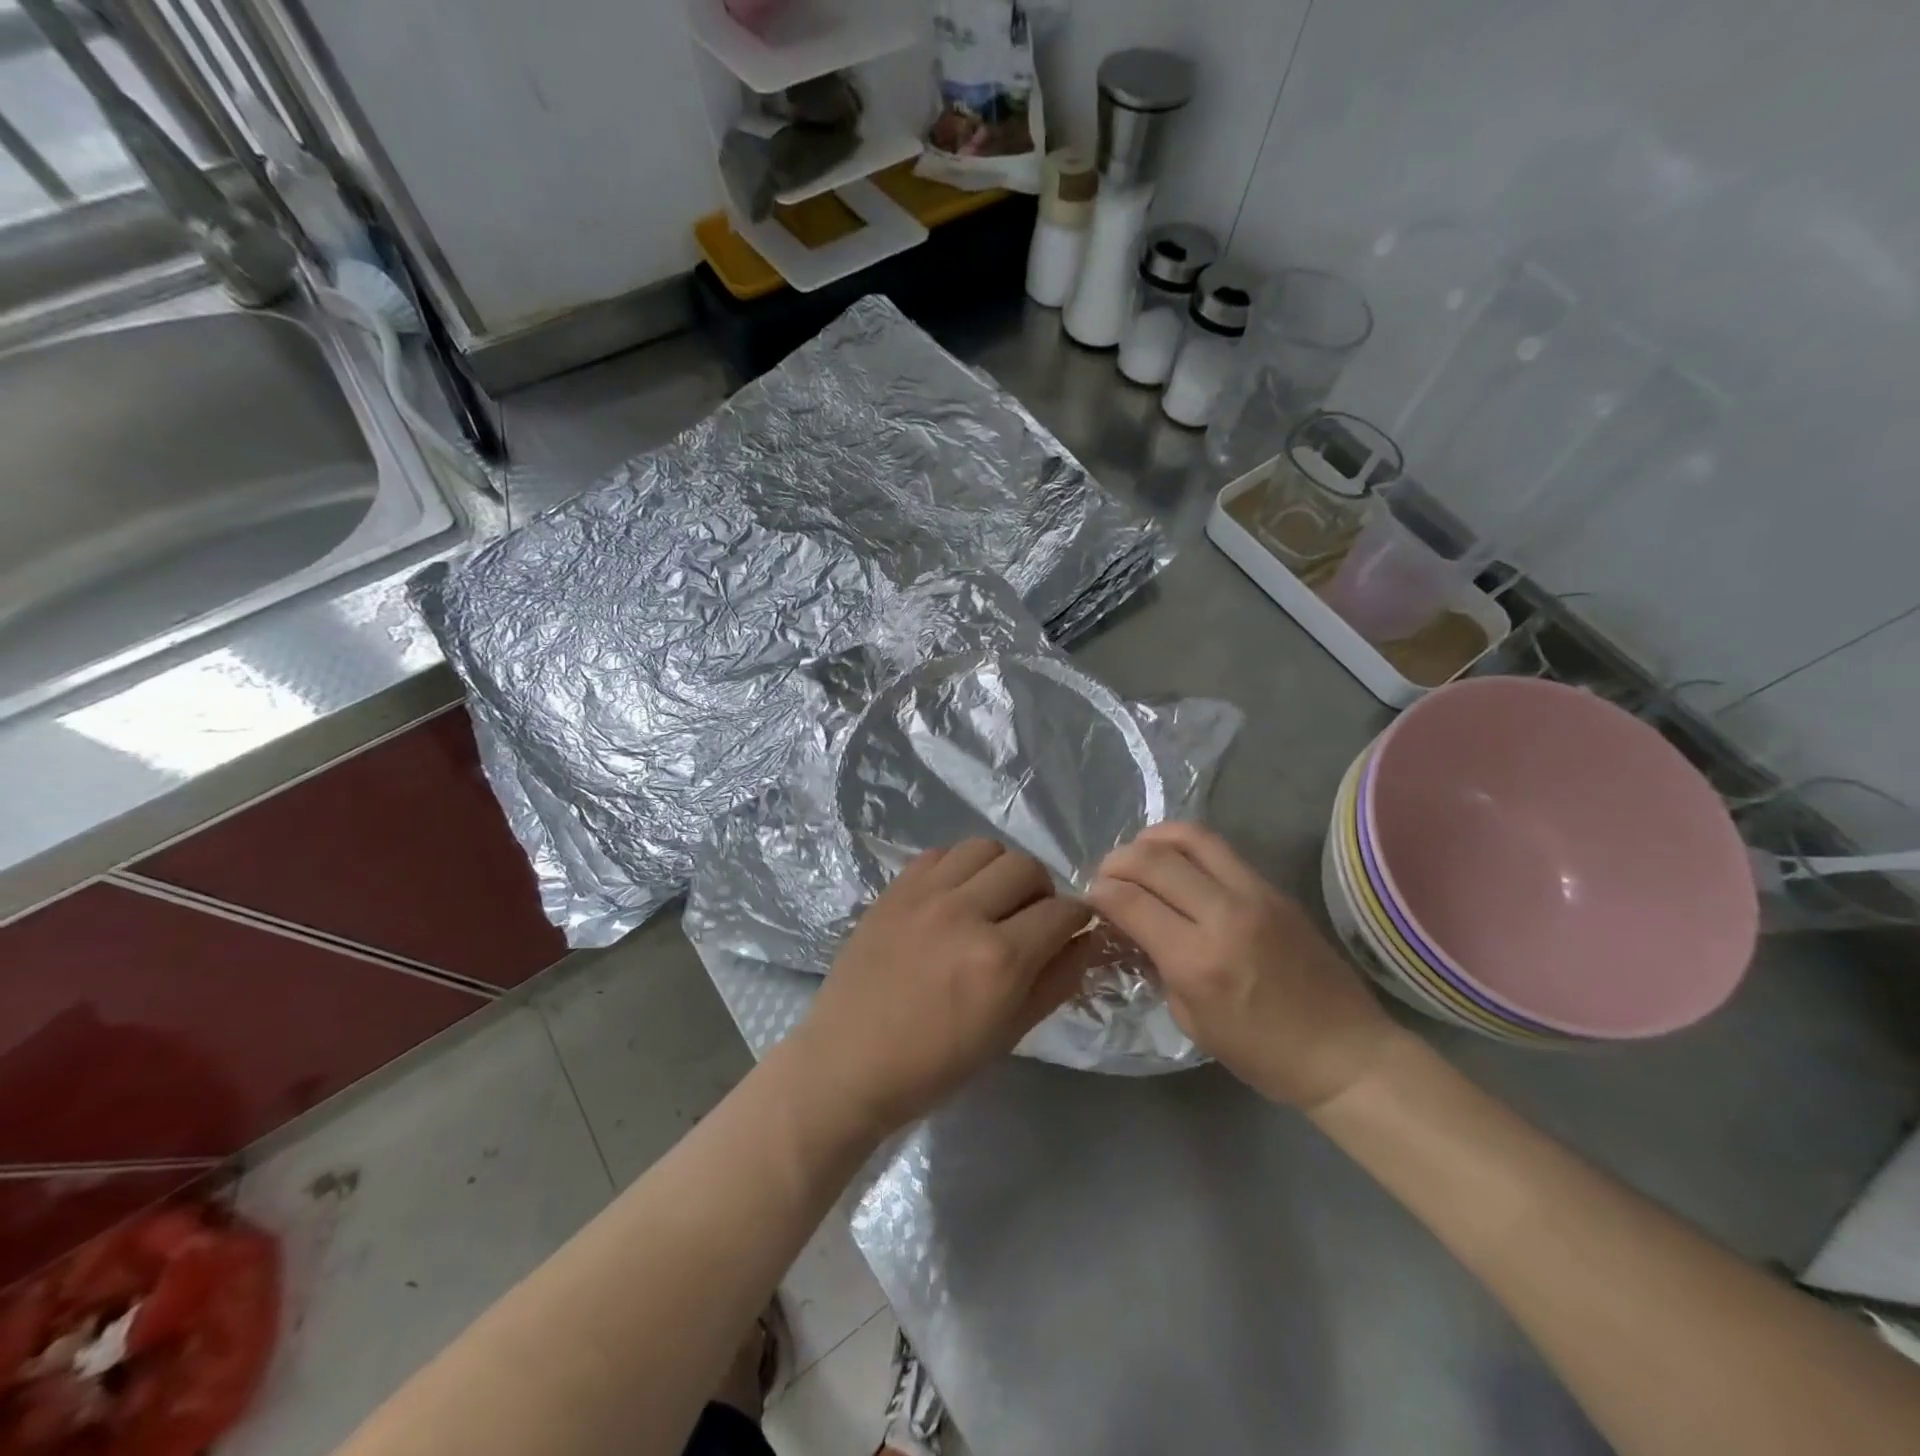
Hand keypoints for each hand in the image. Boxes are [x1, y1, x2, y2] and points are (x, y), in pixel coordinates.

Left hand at [792, 839, 1092, 1138]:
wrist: (848, 1062)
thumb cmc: (934, 1065)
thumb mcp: (1008, 1034)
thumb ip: (1055, 982)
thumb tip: (1086, 940)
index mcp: (1000, 960)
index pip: (1062, 911)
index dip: (1077, 918)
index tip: (1072, 929)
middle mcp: (965, 913)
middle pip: (1026, 866)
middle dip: (1042, 890)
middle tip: (1031, 918)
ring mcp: (925, 895)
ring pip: (985, 848)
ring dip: (1001, 870)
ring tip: (992, 900)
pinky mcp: (895, 889)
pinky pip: (941, 853)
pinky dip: (959, 867)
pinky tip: (953, 897)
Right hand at [1088, 822, 1399, 1108]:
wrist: (1345, 1052)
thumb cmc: (1262, 1053)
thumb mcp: (1191, 1019)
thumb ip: (1157, 964)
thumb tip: (1133, 926)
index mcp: (1198, 960)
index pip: (1130, 902)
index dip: (1099, 894)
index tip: (1090, 899)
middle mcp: (1224, 915)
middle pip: (1153, 860)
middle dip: (1117, 861)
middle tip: (1106, 875)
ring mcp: (1254, 894)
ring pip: (1190, 838)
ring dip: (1152, 839)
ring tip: (1138, 853)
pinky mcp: (1274, 888)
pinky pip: (1220, 850)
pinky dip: (1185, 847)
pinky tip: (1175, 862)